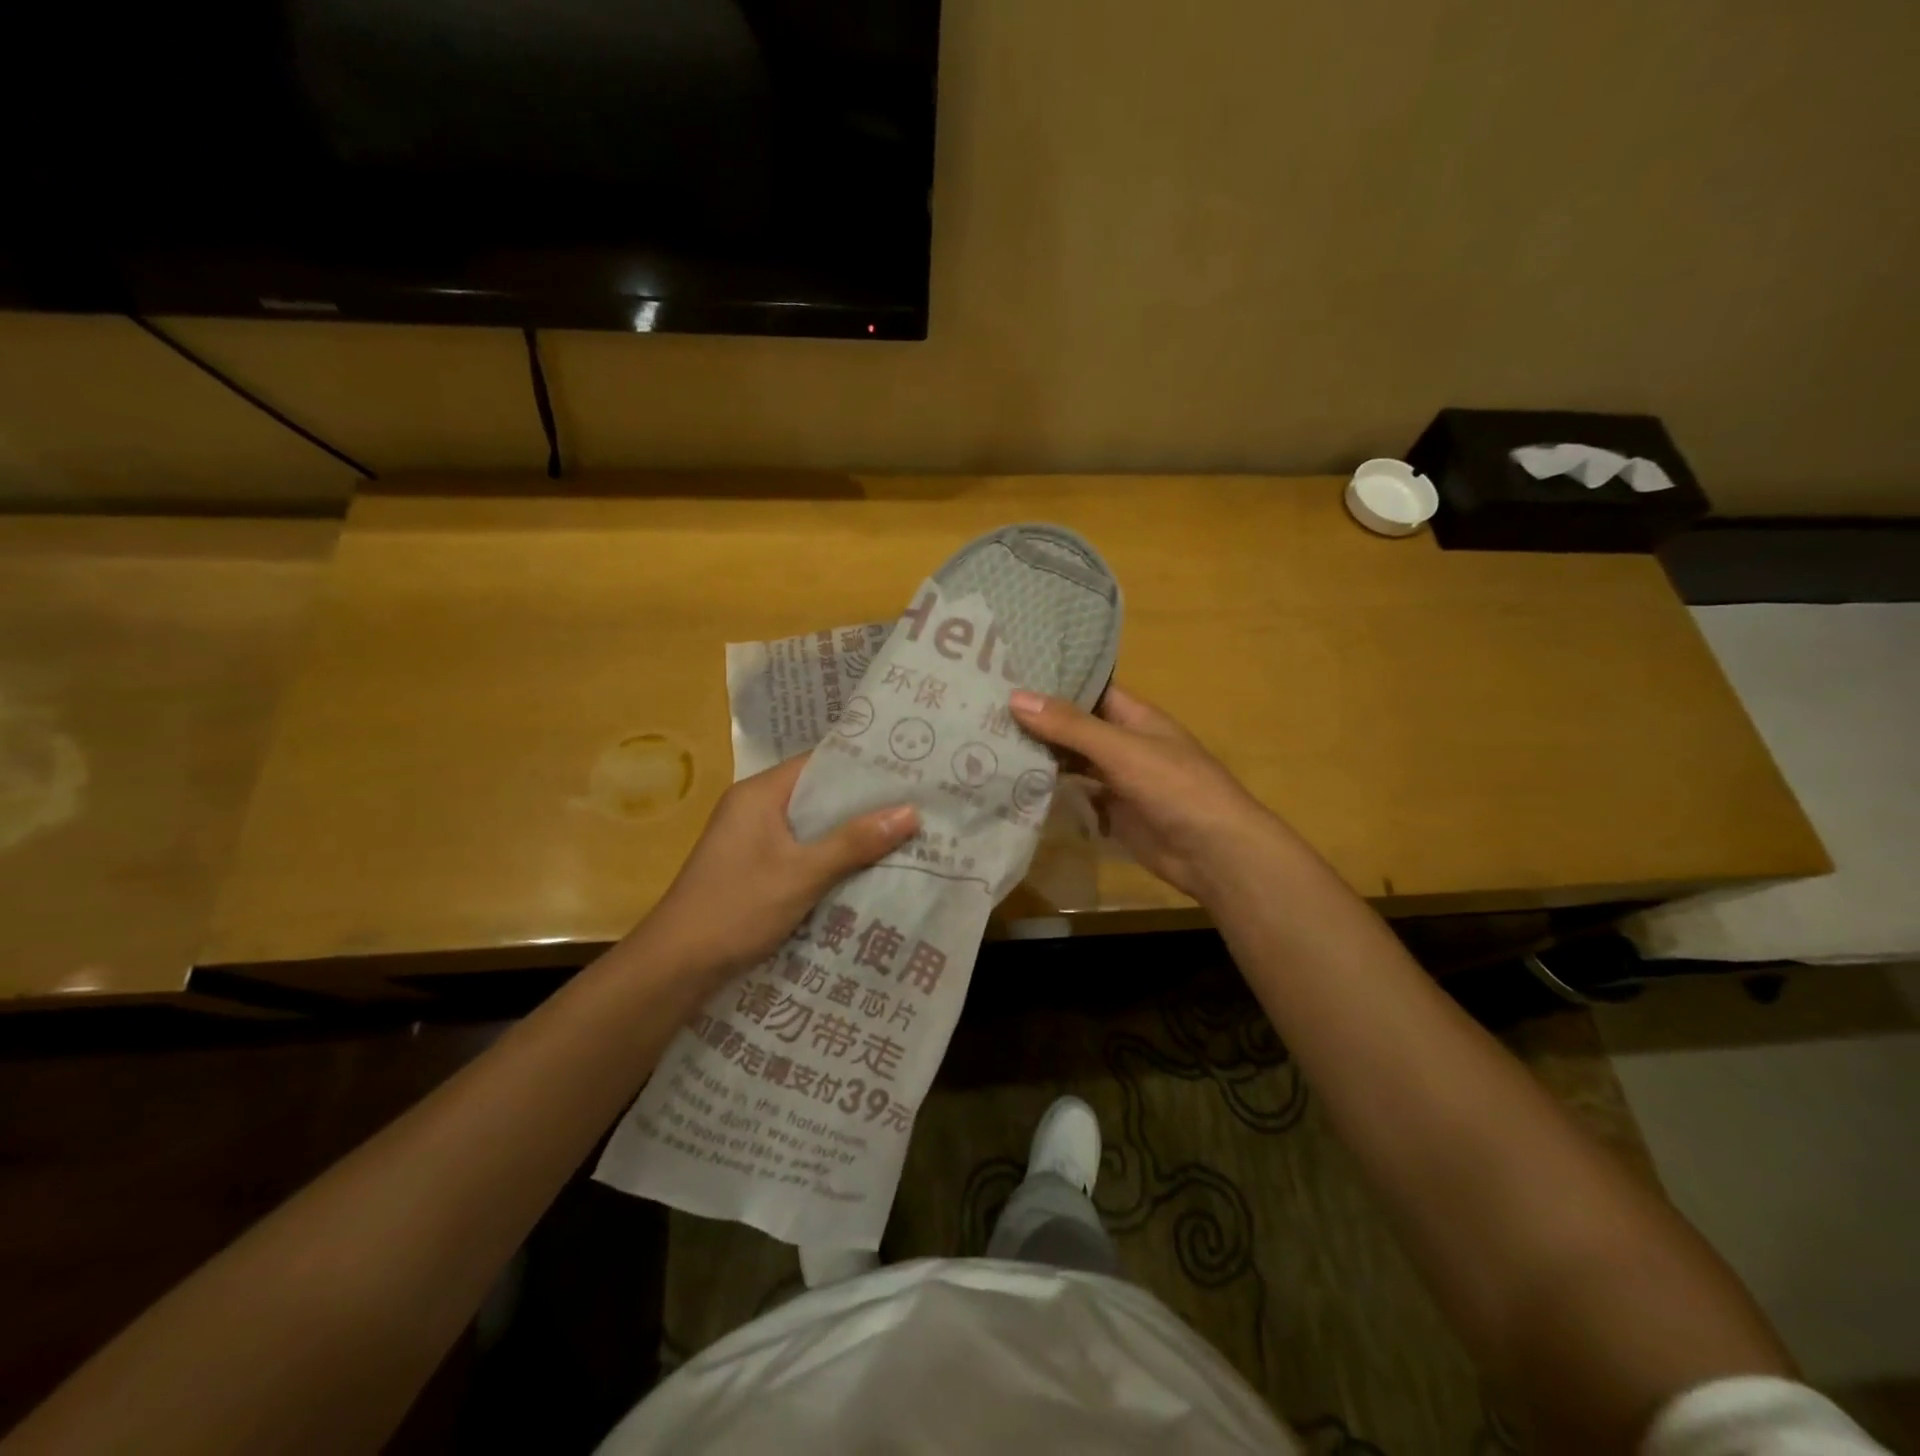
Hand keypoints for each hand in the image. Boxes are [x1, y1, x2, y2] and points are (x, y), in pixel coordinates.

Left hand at [636, 754, 917, 978]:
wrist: (676, 966)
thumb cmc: (737, 907)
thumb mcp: (803, 874)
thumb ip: (855, 842)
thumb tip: (911, 811)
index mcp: (759, 794)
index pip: (818, 763)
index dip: (862, 765)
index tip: (907, 770)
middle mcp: (753, 807)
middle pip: (816, 794)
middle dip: (862, 802)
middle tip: (914, 803)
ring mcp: (750, 839)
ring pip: (810, 825)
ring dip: (847, 832)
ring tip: (902, 832)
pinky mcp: (752, 867)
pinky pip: (800, 849)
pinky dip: (828, 855)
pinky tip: (863, 867)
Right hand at [1010, 684, 1277, 899]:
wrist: (1213, 852)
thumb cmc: (1175, 787)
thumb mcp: (1121, 750)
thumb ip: (1070, 726)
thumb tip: (1015, 697)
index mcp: (1134, 716)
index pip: (1089, 688)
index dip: (1053, 679)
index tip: (1008, 671)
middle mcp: (1124, 742)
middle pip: (1075, 724)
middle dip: (1038, 718)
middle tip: (984, 707)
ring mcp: (1118, 777)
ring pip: (1073, 759)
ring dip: (1040, 753)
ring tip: (988, 740)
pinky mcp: (1111, 810)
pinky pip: (1076, 792)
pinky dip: (1051, 787)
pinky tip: (1015, 781)